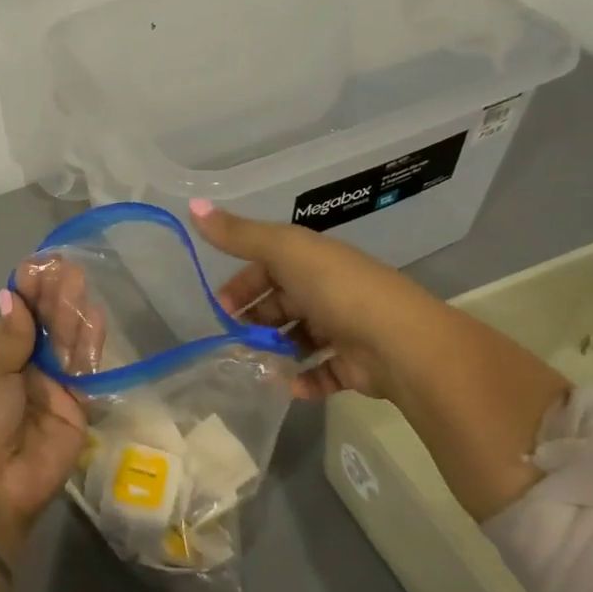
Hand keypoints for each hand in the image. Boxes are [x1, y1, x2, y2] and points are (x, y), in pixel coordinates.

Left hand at [0, 290, 87, 552]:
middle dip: (53, 296)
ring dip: (72, 312)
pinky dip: (89, 343)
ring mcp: (54, 387)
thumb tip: (9, 296)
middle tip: (65, 267)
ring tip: (78, 280)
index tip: (37, 265)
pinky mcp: (78, 406)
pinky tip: (93, 315)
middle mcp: (27, 369)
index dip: (27, 293)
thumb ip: (9, 337)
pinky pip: (85, 370)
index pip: (17, 318)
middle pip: (45, 326)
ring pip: (66, 342)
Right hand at [189, 199, 418, 400]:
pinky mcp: (356, 365)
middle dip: (256, 319)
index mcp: (312, 259)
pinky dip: (305, 379)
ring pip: (300, 337)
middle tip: (234, 338)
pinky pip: (323, 372)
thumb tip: (191, 205)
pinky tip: (288, 386)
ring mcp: (344, 327)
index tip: (221, 306)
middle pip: (282, 302)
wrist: (400, 342)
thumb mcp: (283, 250)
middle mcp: (328, 289)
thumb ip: (238, 234)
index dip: (242, 283)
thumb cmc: (337, 289)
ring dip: (277, 350)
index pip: (269, 265)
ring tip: (255, 366)